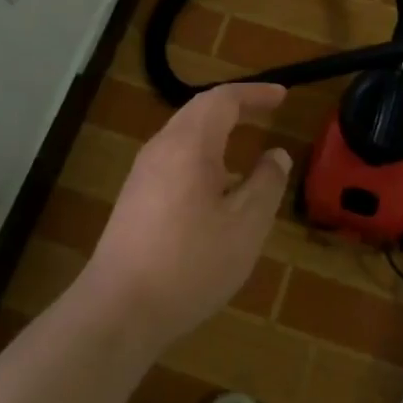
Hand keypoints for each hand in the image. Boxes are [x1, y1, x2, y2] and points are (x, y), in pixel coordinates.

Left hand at [81, 83, 290, 356]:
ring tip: (245, 142)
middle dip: (235, 106)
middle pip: (198, 110)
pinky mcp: (134, 198)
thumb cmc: (191, 264)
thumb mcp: (245, 226)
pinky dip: (201, 154)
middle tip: (267, 110)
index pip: (223, 100)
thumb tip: (276, 155)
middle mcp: (161, 149)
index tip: (283, 97)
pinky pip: (173, 158)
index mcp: (189, 145)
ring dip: (216, 130)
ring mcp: (142, 174)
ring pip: (183, 135)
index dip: (254, 93)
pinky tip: (215, 186)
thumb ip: (266, 184)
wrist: (119, 309)